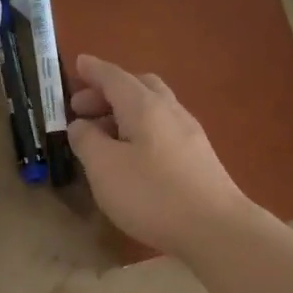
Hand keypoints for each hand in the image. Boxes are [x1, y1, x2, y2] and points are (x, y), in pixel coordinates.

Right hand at [65, 54, 253, 258]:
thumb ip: (86, 141)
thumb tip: (80, 125)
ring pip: (153, 108)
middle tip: (82, 108)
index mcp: (144, 106)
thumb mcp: (104, 168)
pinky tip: (132, 154)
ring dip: (124, 112)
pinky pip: (163, 128)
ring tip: (102, 135)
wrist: (215, 228)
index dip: (93, 71)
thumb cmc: (152, 194)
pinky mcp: (198, 157)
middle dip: (108, 91)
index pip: (114, 77)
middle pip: (138, 86)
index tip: (77, 64)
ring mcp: (189, 133)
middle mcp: (170, 111)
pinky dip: (140, 129)